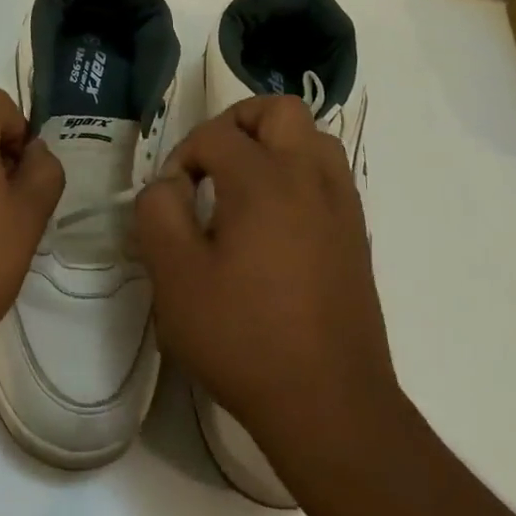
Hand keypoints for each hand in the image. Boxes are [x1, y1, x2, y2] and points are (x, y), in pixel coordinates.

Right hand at [133, 96, 403, 499]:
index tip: (171, 200)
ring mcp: (341, 204)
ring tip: (244, 186)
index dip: (182, 156)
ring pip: (312, 137)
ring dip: (274, 144)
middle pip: (278, 110)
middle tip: (211, 165)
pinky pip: (328, 174)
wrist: (330, 405)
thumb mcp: (175, 276)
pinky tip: (274, 221)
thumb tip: (170, 185)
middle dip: (237, 123)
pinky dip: (299, 173)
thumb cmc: (244, 338)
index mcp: (263, 179)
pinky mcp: (356, 234)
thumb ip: (158, 212)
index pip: (215, 135)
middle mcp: (309, 177)